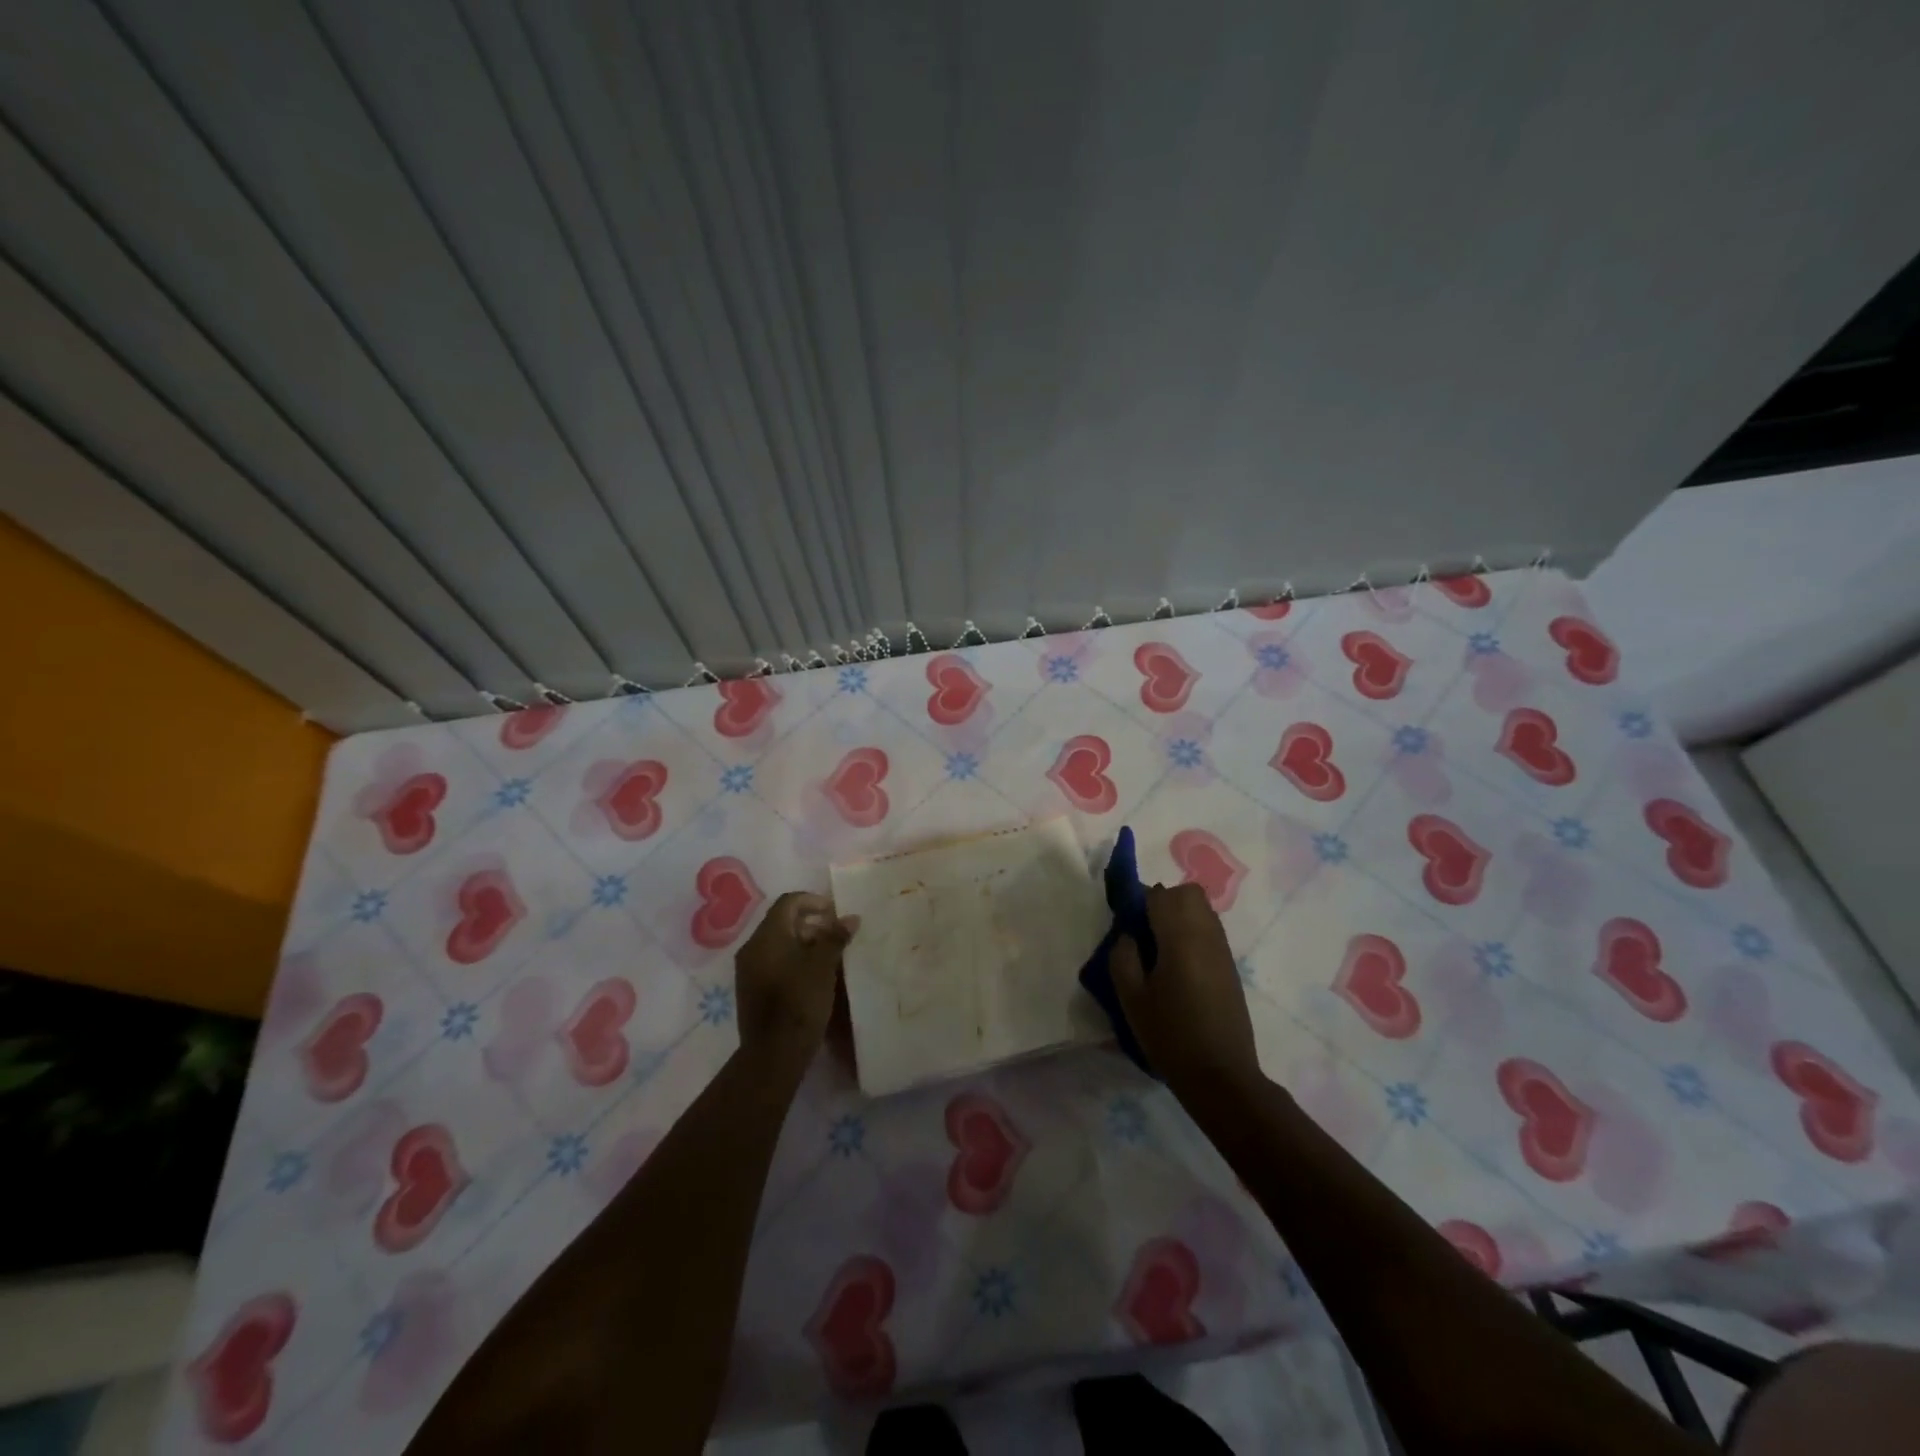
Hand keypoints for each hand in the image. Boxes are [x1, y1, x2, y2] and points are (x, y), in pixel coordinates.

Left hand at [734, 891, 858, 1070]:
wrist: (773, 1054)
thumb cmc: (800, 1002)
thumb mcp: (823, 966)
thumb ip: (835, 937)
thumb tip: (850, 918)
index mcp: (767, 936)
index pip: (789, 902)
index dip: (814, 901)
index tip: (835, 913)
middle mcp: (752, 948)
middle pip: (783, 922)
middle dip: (812, 923)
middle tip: (837, 935)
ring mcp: (749, 970)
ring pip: (779, 943)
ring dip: (805, 943)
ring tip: (830, 956)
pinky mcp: (752, 989)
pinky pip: (774, 962)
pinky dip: (794, 960)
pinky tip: (814, 975)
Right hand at [1110, 883, 1261, 1102]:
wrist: (1221, 1076)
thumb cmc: (1170, 1036)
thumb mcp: (1131, 998)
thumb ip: (1123, 957)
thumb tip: (1128, 935)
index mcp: (1180, 938)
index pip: (1160, 895)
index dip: (1139, 901)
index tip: (1126, 923)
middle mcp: (1206, 936)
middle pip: (1188, 894)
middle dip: (1163, 902)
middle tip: (1144, 932)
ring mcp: (1223, 951)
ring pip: (1202, 910)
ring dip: (1179, 917)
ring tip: (1160, 950)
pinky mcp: (1230, 968)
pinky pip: (1210, 931)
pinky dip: (1192, 934)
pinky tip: (1178, 967)